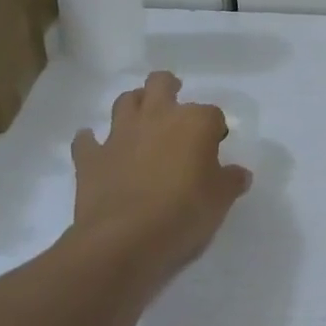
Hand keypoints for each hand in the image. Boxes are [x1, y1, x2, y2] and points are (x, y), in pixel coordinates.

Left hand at [70, 72, 251, 279]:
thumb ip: (231, 180)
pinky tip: (97, 148)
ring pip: (124, 101)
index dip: (215, 129)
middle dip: (169, 87)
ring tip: (141, 120)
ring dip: (134, 105)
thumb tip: (238, 174)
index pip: (212, 114)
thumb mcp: (221, 200)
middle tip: (175, 104)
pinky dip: (91, 141)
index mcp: (195, 122)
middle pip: (160, 83)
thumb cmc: (184, 213)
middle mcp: (157, 117)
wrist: (124, 241)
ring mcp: (120, 135)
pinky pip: (86, 141)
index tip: (215, 146)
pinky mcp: (90, 159)